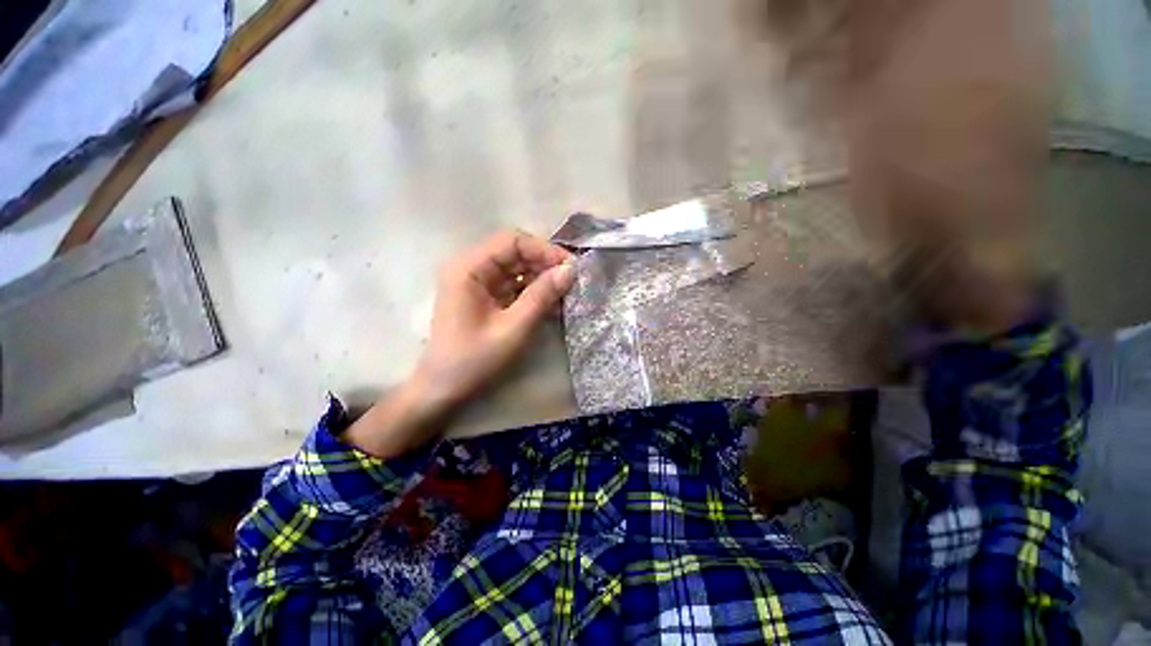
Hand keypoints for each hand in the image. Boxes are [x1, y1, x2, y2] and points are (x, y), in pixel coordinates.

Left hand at [414, 230, 574, 406]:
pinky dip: (532, 291)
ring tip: (565, 293)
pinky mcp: (484, 296)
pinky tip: (551, 303)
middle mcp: (470, 267)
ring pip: (516, 267)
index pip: (512, 241)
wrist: (443, 389)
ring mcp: (477, 282)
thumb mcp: (513, 329)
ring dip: (541, 278)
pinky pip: (513, 284)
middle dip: (545, 264)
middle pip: (514, 252)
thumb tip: (569, 271)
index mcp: (468, 268)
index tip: (570, 268)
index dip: (544, 250)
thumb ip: (541, 296)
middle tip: (572, 281)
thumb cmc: (474, 360)